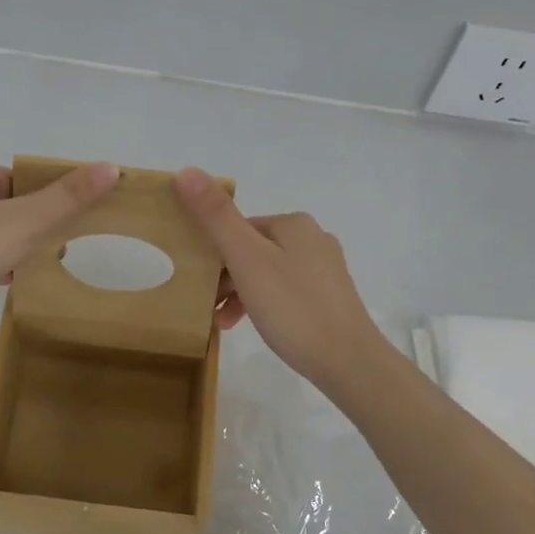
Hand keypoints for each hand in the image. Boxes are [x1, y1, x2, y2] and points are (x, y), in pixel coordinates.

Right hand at [173, 168, 387, 395]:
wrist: (349, 363)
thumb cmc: (293, 308)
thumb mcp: (247, 261)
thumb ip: (216, 217)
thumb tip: (186, 170)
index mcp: (294, 224)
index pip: (238, 227)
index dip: (212, 251)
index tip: (195, 281)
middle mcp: (313, 239)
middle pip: (252, 250)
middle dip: (224, 276)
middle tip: (205, 305)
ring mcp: (324, 270)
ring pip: (266, 273)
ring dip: (240, 294)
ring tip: (221, 323)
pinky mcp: (329, 299)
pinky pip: (283, 293)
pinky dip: (262, 305)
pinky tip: (250, 326)